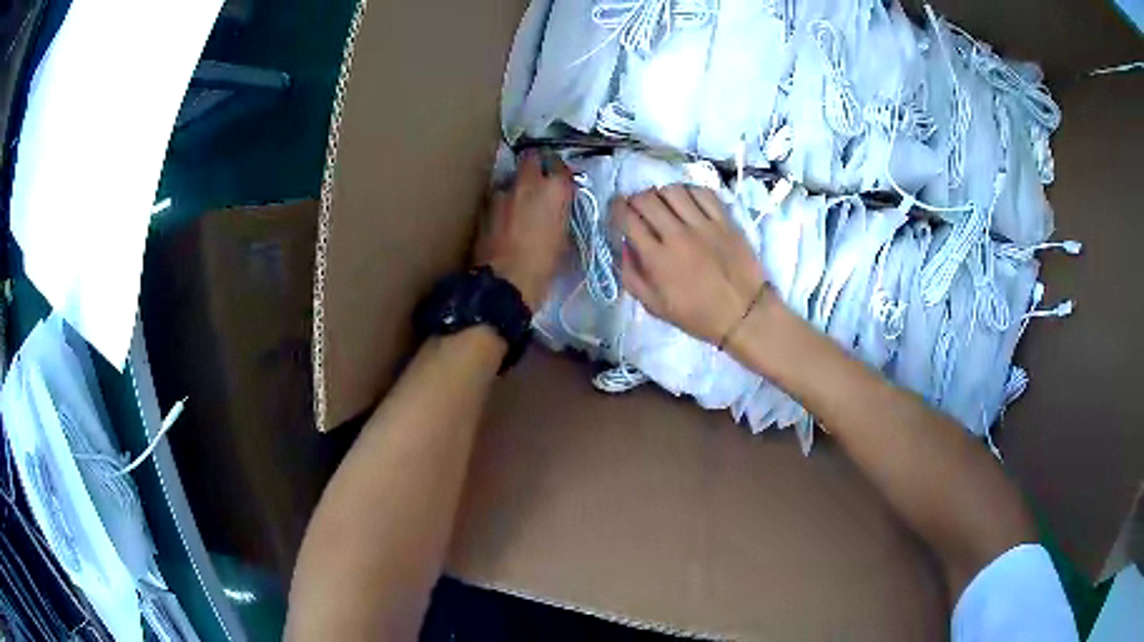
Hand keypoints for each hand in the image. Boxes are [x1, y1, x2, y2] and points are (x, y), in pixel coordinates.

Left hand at [475, 150, 573, 309]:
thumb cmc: (544, 266)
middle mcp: (529, 183)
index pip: (562, 167)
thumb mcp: (564, 238)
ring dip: (516, 186)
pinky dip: (502, 203)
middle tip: (539, 180)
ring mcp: (503, 192)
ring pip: (511, 178)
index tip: (562, 183)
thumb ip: (561, 213)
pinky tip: (504, 217)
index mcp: (555, 190)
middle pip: (532, 158)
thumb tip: (557, 208)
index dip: (561, 174)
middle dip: (535, 165)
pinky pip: (497, 197)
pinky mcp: (484, 206)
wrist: (505, 283)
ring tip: (518, 202)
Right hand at [615, 185, 766, 345]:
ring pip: (672, 191)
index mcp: (657, 259)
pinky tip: (687, 202)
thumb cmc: (697, 315)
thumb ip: (631, 276)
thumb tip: (624, 246)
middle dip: (634, 199)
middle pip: (647, 199)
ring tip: (662, 204)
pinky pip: (702, 193)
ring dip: (660, 193)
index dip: (616, 209)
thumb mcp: (654, 306)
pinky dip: (688, 192)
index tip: (616, 210)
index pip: (628, 219)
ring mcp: (703, 225)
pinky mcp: (725, 220)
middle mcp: (677, 235)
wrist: (743, 314)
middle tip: (637, 207)